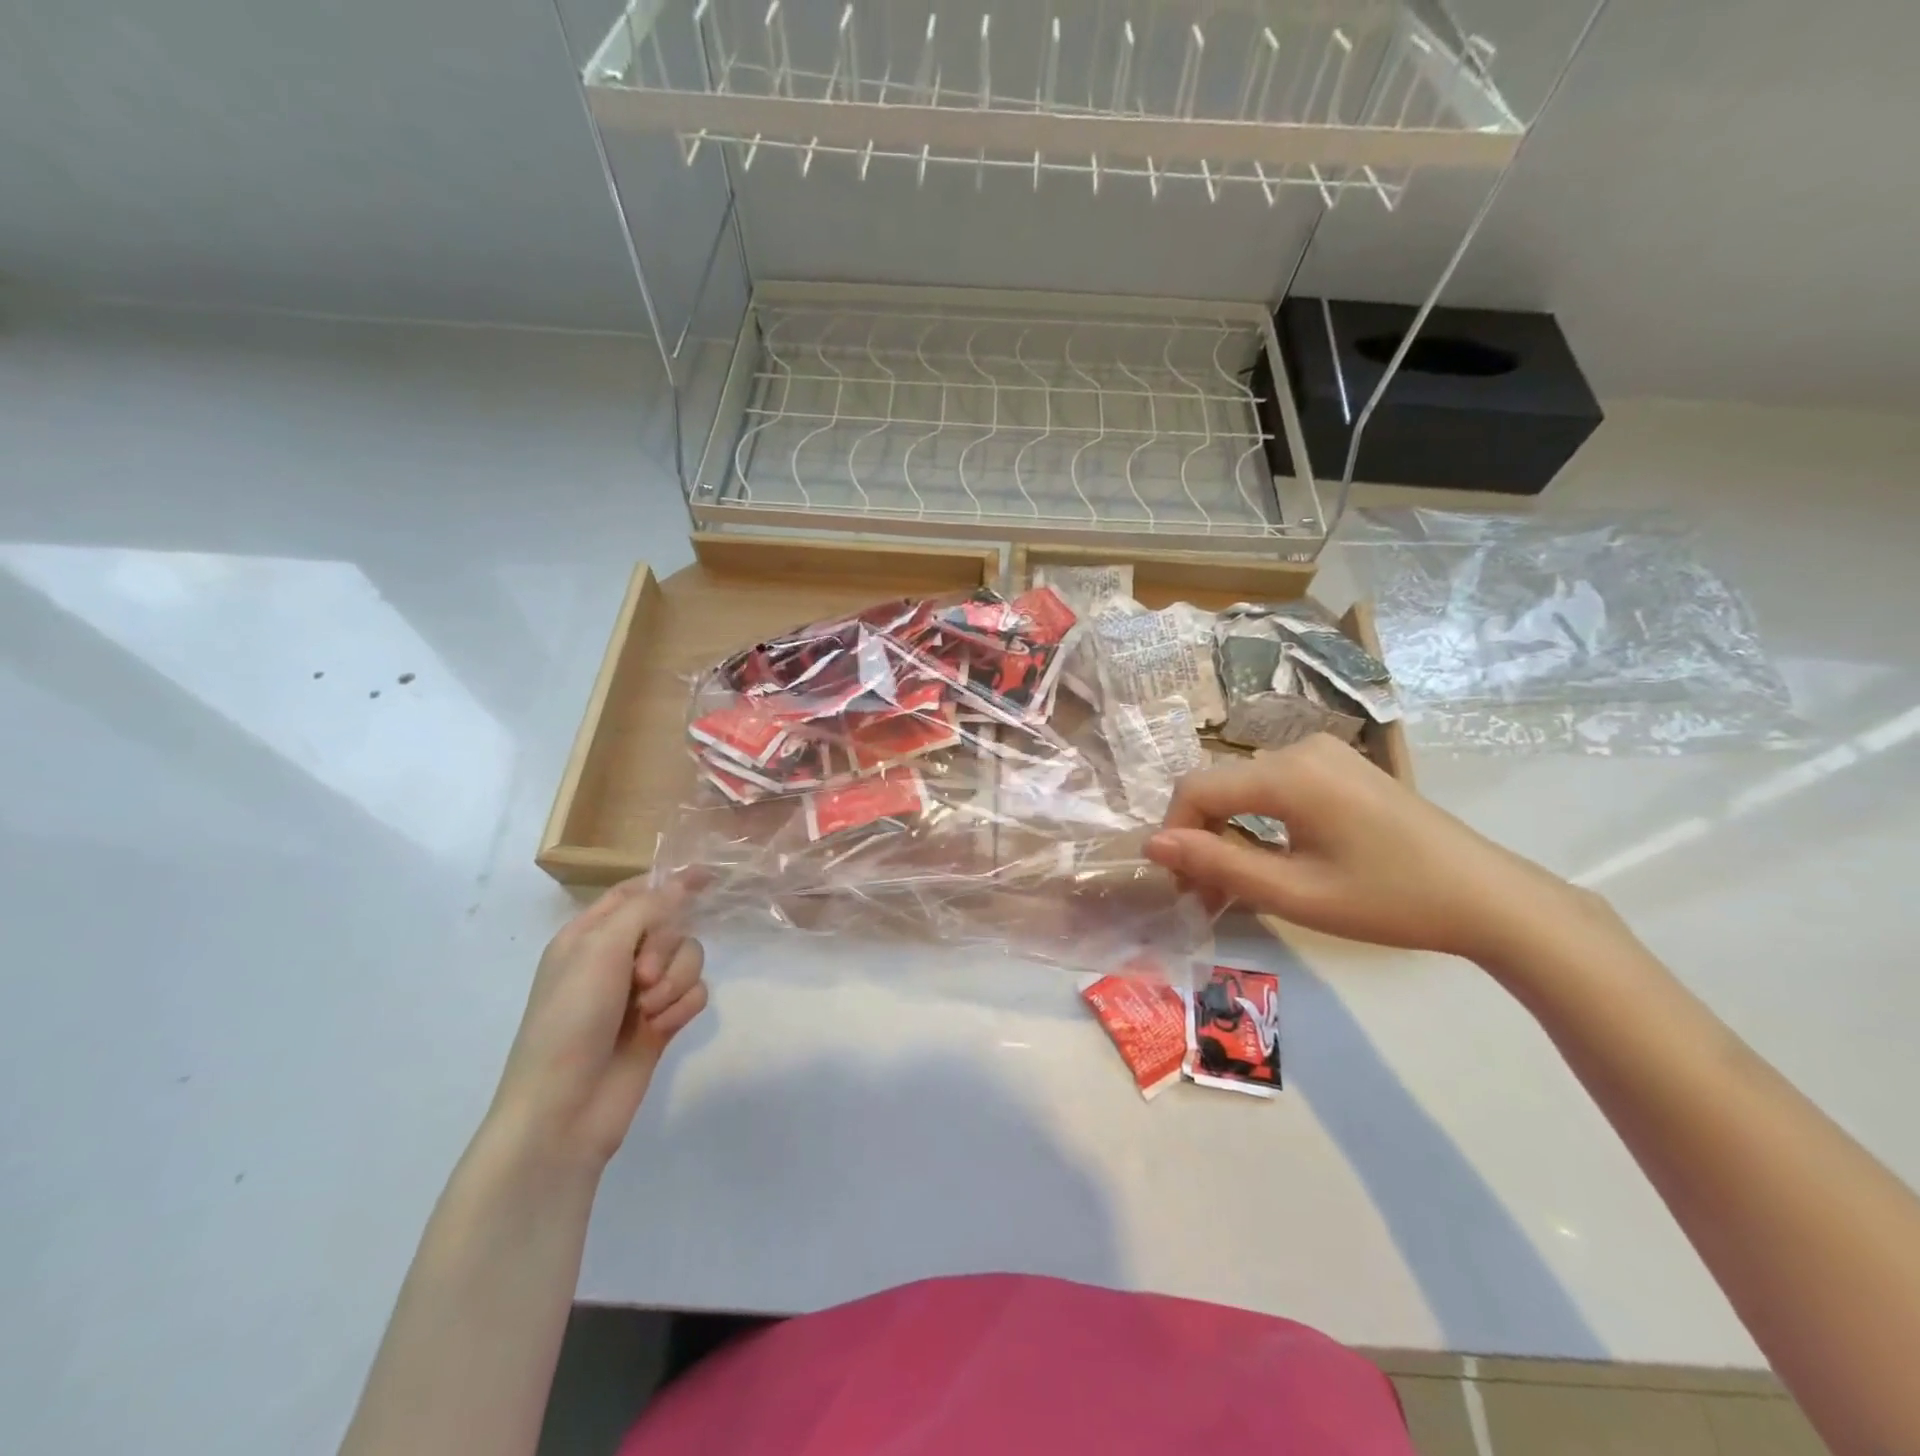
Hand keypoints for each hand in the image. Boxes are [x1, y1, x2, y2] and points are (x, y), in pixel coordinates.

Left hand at [487, 878, 708, 1169]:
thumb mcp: (599, 950)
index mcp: (590, 935)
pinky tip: (661, 1030)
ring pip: (689, 959)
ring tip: (650, 1011)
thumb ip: (646, 909)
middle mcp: (617, 958)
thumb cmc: (570, 1020)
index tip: (709, 876)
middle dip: (667, 949)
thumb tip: (683, 884)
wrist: (564, 1110)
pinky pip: (695, 994)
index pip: (635, 893)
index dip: (670, 882)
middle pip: (671, 926)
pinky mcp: (663, 1021)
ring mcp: (641, 992)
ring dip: (676, 982)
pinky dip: (682, 1008)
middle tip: (641, 977)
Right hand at [1145, 735, 1589, 962]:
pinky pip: (1276, 786)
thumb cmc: (1389, 900)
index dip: (1174, 833)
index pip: (1195, 788)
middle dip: (1202, 838)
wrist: (1489, 898)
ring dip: (1229, 833)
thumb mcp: (1295, 893)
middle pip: (1219, 786)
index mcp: (1286, 773)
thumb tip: (1153, 845)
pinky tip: (1273, 859)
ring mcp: (1323, 754)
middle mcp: (1298, 748)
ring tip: (1236, 886)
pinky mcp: (1340, 767)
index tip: (1179, 884)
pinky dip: (1259, 821)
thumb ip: (1217, 864)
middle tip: (1206, 896)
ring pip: (1245, 787)